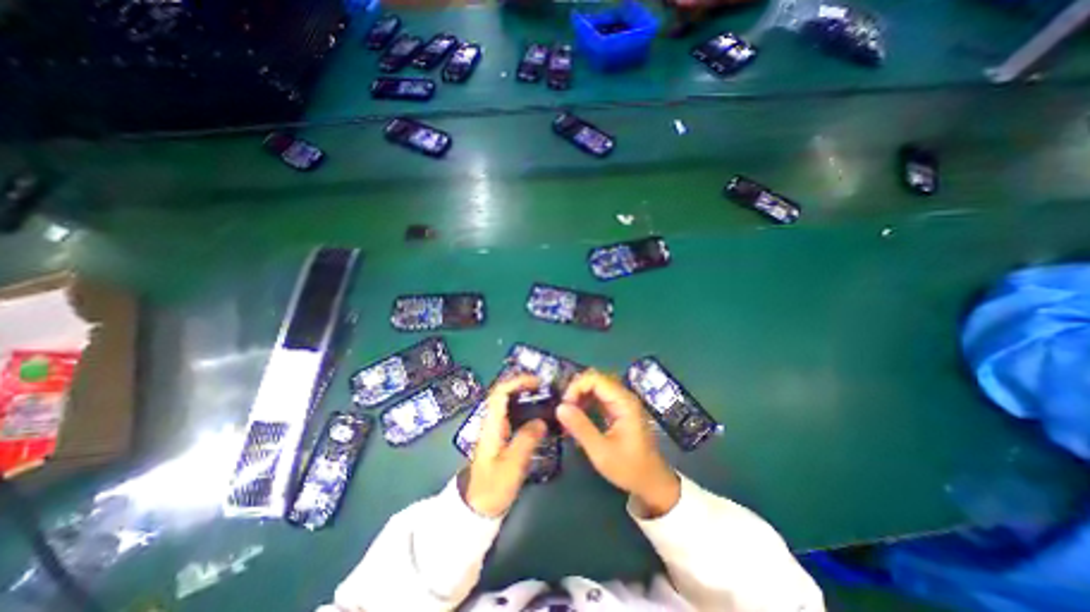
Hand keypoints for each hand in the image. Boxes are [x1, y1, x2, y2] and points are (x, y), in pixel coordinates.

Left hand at [462, 373, 545, 516]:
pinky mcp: (501, 436)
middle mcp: (492, 421)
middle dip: (524, 386)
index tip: (537, 383)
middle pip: (505, 394)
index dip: (517, 382)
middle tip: (546, 389)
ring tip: (546, 399)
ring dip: (525, 396)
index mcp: (491, 424)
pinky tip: (540, 416)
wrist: (477, 508)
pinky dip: (526, 409)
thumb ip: (526, 439)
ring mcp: (495, 428)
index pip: (500, 392)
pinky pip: (513, 415)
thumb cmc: (493, 486)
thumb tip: (542, 421)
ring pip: (509, 403)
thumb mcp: (512, 465)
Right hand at [563, 367, 679, 516]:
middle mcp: (624, 396)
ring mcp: (622, 402)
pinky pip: (599, 397)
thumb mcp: (601, 451)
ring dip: (580, 396)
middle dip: (576, 390)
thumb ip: (581, 427)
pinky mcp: (618, 409)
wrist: (652, 482)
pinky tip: (577, 417)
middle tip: (564, 410)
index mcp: (624, 402)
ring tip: (568, 415)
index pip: (595, 379)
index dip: (576, 387)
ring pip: (596, 387)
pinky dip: (586, 403)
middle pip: (595, 379)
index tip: (564, 406)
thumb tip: (559, 407)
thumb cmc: (629, 468)